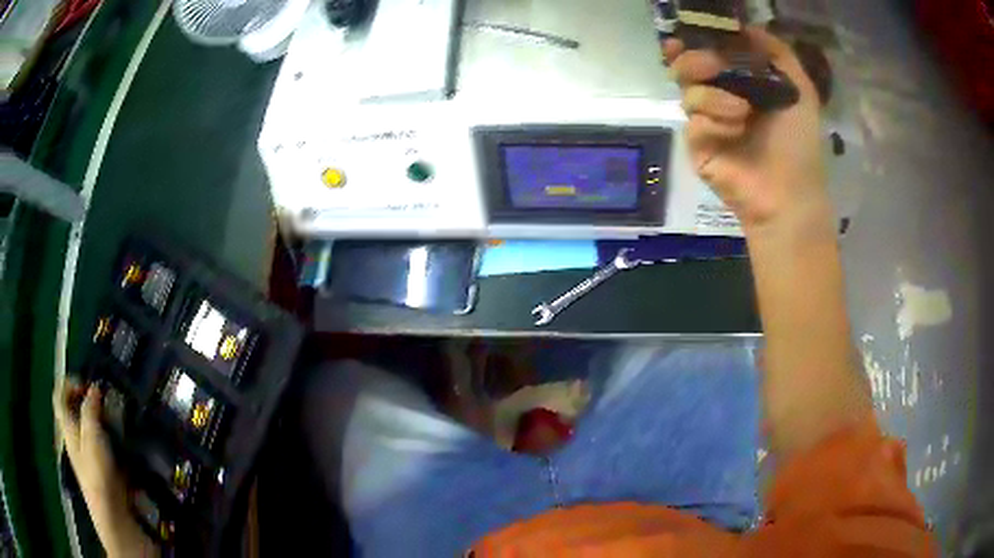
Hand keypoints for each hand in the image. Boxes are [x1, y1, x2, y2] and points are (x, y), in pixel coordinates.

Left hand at [53, 378, 157, 556]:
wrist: (113, 514)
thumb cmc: (97, 472)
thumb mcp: (92, 436)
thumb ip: (90, 409)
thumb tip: (93, 387)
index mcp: (67, 428)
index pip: (59, 397)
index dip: (69, 384)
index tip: (87, 384)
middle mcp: (74, 438)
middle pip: (74, 409)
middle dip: (87, 398)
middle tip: (104, 398)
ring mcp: (88, 454)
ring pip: (88, 425)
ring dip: (100, 416)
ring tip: (115, 415)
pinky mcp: (102, 466)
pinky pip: (101, 441)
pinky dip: (108, 433)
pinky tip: (121, 437)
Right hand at [664, 28, 827, 231]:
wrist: (790, 193)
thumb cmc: (799, 142)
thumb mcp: (800, 88)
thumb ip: (777, 52)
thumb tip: (745, 26)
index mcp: (742, 83)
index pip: (710, 53)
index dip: (697, 41)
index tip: (691, 33)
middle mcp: (720, 99)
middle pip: (687, 68)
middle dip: (696, 60)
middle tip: (712, 65)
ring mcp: (708, 124)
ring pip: (688, 93)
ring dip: (714, 96)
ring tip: (743, 112)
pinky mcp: (699, 148)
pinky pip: (693, 122)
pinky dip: (714, 123)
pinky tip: (735, 134)